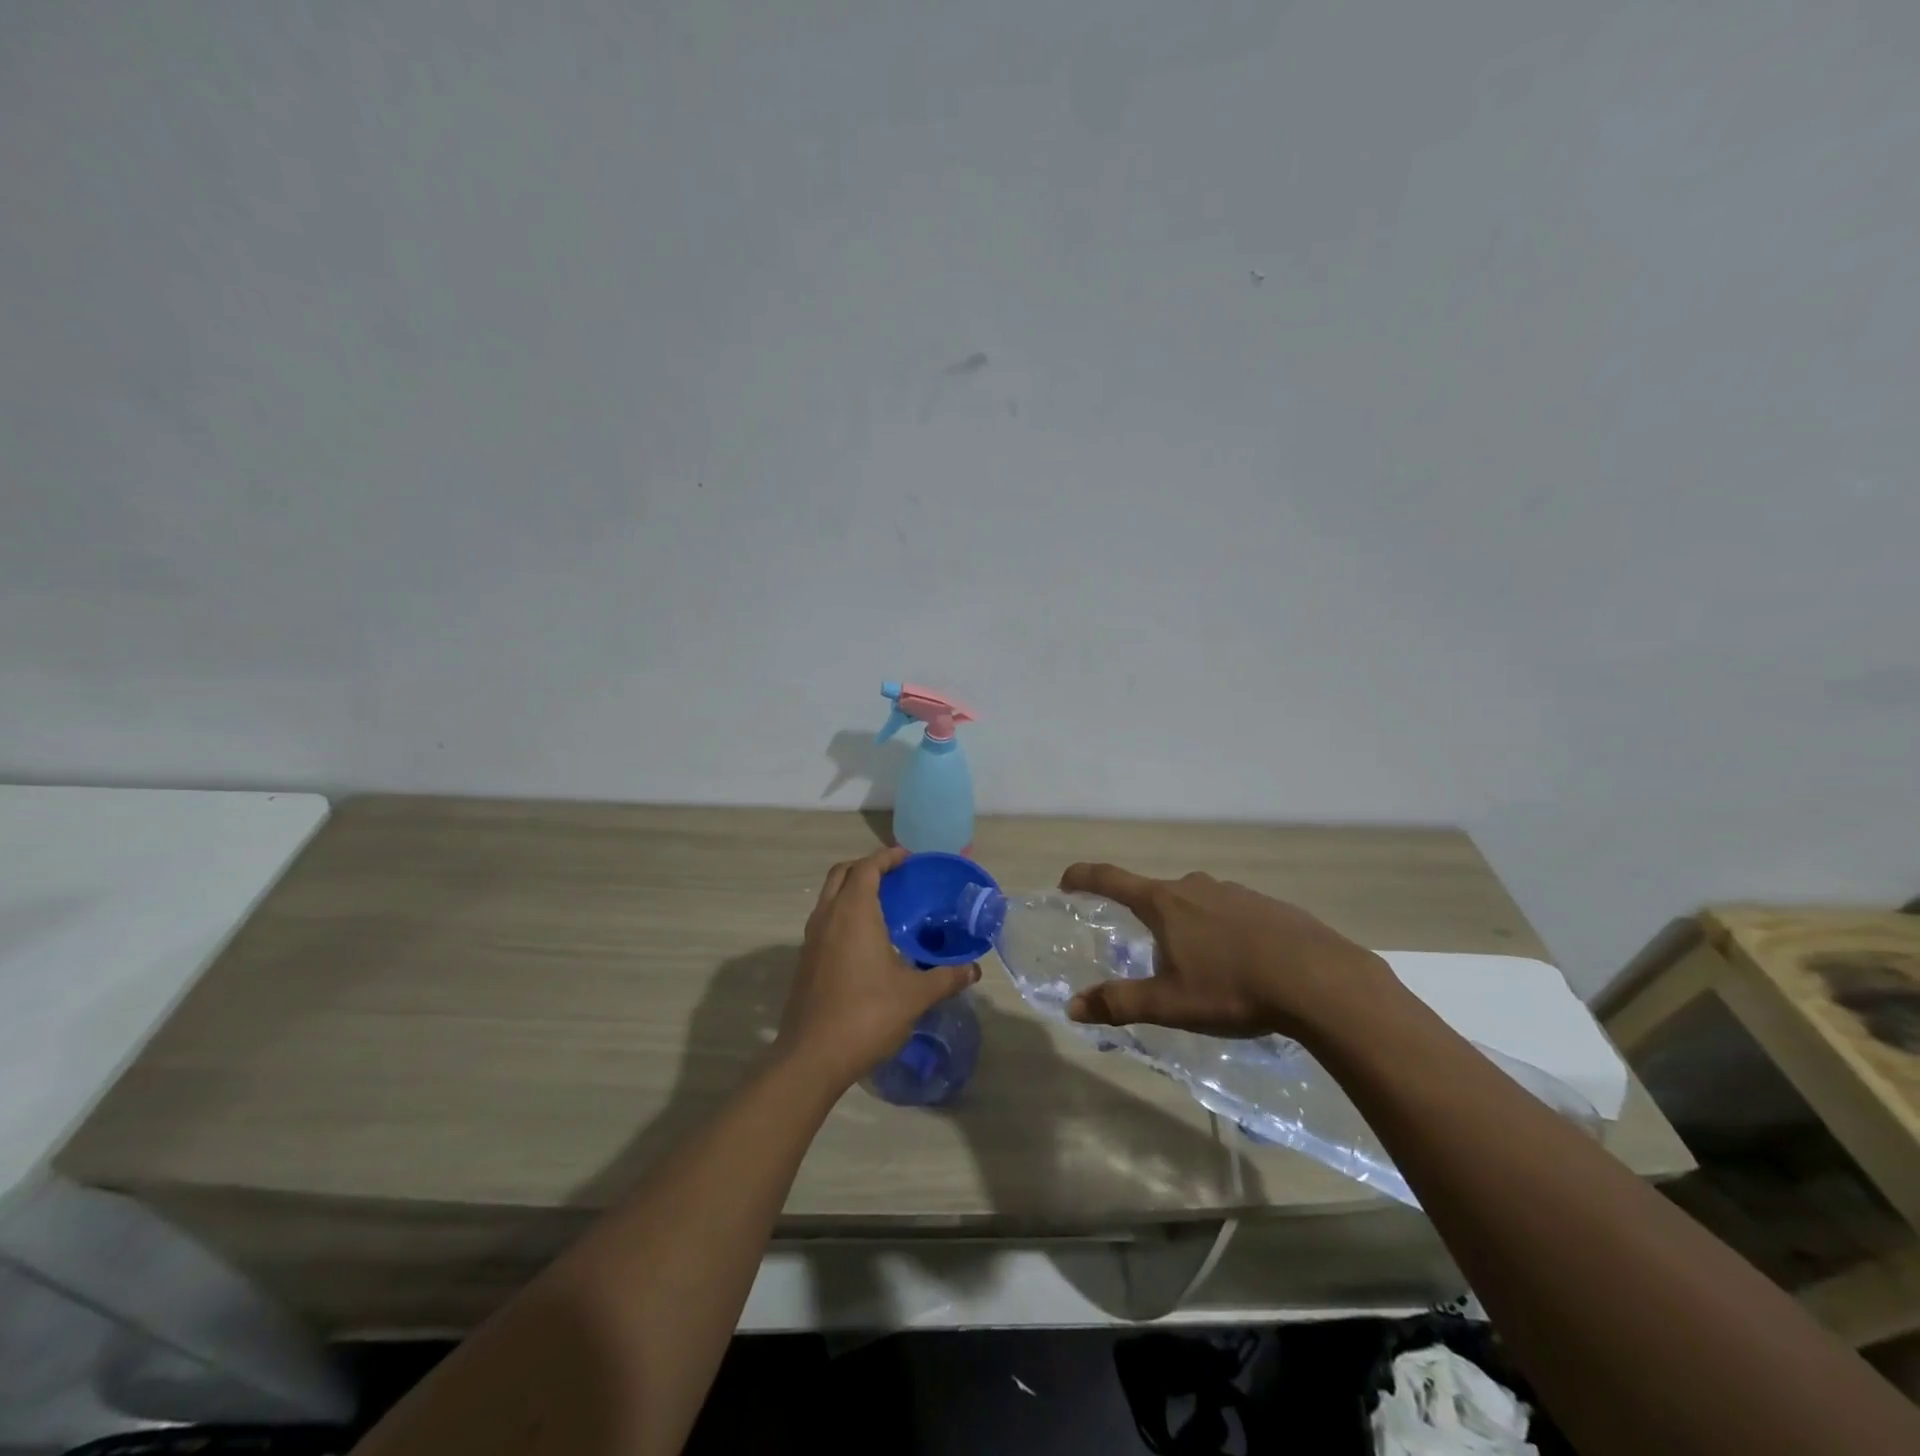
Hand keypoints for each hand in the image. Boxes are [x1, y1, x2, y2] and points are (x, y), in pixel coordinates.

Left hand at [778, 844, 981, 1088]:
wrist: (812, 1056)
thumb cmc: (867, 1015)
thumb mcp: (915, 995)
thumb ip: (947, 977)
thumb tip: (974, 970)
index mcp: (854, 912)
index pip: (867, 867)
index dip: (887, 857)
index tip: (909, 859)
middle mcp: (828, 916)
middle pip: (842, 873)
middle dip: (867, 867)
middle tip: (895, 876)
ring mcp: (812, 938)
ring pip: (829, 896)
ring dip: (852, 889)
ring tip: (883, 904)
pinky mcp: (805, 960)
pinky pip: (825, 920)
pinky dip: (843, 913)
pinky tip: (865, 940)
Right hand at [1058, 863, 1396, 1040]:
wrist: (1320, 980)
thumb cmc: (1233, 988)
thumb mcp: (1169, 1004)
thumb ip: (1119, 1003)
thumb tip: (1072, 1006)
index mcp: (1164, 903)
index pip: (1111, 879)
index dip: (1084, 877)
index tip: (1067, 880)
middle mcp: (1194, 886)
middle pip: (1155, 894)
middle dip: (1144, 916)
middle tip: (1145, 949)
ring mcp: (1234, 891)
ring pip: (1195, 903)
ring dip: (1186, 924)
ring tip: (1198, 964)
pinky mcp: (1267, 904)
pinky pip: (1230, 912)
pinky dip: (1221, 930)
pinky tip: (1240, 962)